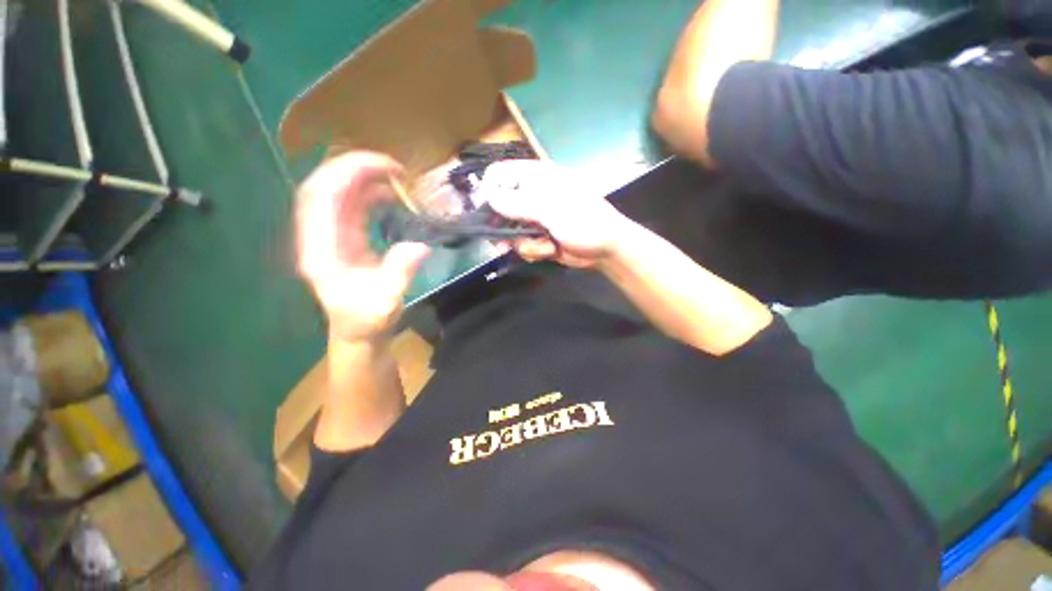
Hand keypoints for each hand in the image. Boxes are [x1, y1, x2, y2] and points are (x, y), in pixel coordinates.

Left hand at [297, 152, 430, 341]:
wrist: (358, 331)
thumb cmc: (367, 320)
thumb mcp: (386, 302)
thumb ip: (400, 273)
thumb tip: (420, 246)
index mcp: (321, 250)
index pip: (322, 197)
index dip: (349, 173)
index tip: (386, 168)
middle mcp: (319, 236)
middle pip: (325, 186)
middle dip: (356, 168)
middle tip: (394, 167)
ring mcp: (330, 234)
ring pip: (337, 192)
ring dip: (363, 177)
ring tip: (396, 175)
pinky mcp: (343, 236)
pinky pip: (350, 205)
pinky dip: (369, 193)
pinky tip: (390, 194)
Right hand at [480, 160, 630, 267]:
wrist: (605, 249)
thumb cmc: (583, 220)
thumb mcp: (550, 209)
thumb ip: (518, 203)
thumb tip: (489, 198)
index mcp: (535, 178)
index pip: (499, 175)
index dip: (488, 191)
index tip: (486, 212)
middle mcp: (531, 196)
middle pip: (499, 206)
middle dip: (502, 226)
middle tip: (502, 240)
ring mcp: (534, 218)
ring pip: (508, 230)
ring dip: (521, 242)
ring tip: (539, 246)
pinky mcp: (538, 237)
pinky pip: (522, 244)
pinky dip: (532, 250)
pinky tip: (548, 251)